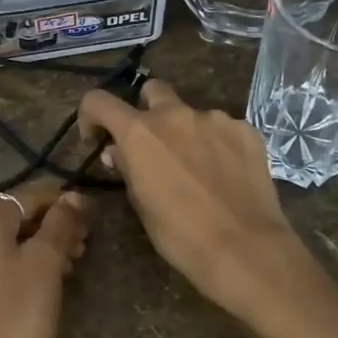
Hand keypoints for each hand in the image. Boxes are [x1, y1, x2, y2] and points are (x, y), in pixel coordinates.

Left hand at [0, 178, 90, 337]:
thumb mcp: (47, 263)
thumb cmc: (20, 316)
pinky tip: (46, 282)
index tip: (90, 213)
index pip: (26, 196)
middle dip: (51, 226)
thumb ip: (61, 224)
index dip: (60, 200)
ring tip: (73, 263)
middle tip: (84, 242)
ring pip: (4, 245)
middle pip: (13, 220)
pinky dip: (21, 267)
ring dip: (39, 247)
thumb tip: (72, 197)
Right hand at [78, 82, 337, 337]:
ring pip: (192, 114)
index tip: (97, 138)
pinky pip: (223, 129)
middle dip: (147, 110)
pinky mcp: (246, 130)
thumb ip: (128, 169)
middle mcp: (176, 115)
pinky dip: (217, 144)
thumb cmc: (181, 235)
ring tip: (197, 168)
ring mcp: (215, 119)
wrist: (245, 247)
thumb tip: (118, 152)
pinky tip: (225, 174)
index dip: (91, 115)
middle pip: (153, 90)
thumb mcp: (142, 205)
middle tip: (152, 145)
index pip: (100, 101)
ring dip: (186, 133)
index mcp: (140, 133)